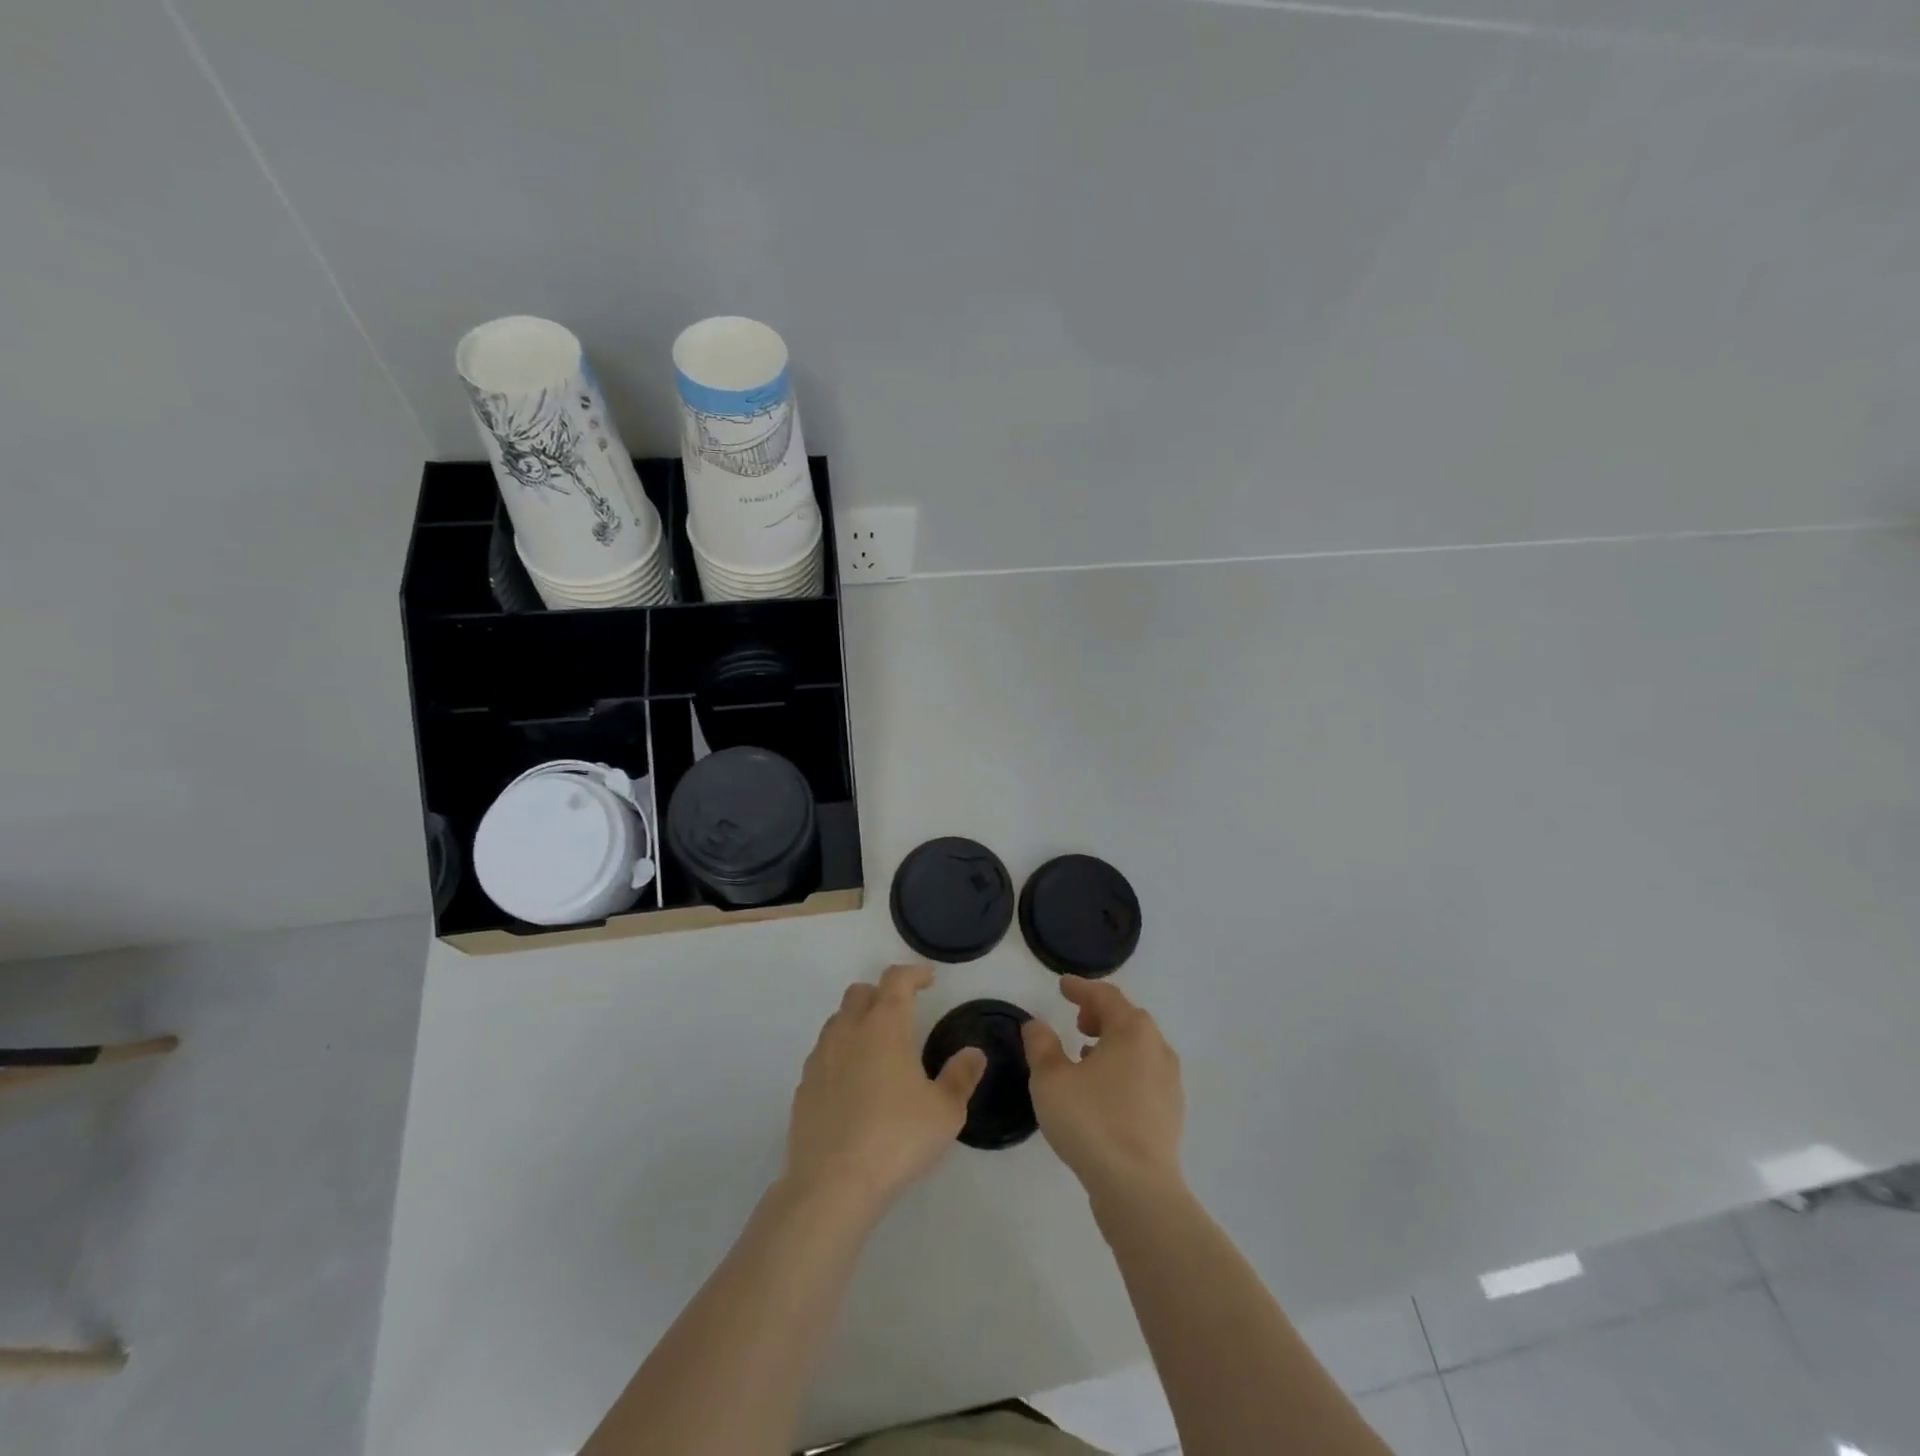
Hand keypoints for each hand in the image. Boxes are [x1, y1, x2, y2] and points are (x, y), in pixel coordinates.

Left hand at [783, 964, 986, 1218]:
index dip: (913, 974)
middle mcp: (849, 1031)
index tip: (928, 980)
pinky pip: (823, 1055)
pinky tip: (853, 1085)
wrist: (832, 1185)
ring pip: (838, 1022)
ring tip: (878, 1049)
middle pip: (860, 993)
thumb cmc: (897, 1139)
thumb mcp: (945, 1112)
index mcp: (885, 1026)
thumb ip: (961, 1077)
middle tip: (903, 1013)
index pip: (896, 980)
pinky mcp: (803, 1088)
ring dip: (858, 1023)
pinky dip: (840, 1055)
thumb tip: (973, 1053)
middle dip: (882, 994)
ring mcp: (820, 1058)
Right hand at [1023, 976, 1183, 1200]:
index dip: (1081, 988)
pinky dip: (1122, 1069)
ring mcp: (1169, 1082)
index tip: (1063, 986)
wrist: (1137, 1189)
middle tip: (1076, 1019)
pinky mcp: (1170, 1113)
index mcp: (1132, 1031)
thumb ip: (1041, 1045)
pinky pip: (1144, 1074)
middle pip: (1127, 1019)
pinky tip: (1103, 1089)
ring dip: (1111, 1043)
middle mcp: (1157, 1049)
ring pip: (1138, 1048)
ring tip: (1085, 1054)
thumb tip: (1036, 1025)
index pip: (1105, 996)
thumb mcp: (1051, 1079)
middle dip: (1100, 1014)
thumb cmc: (1091, 1122)